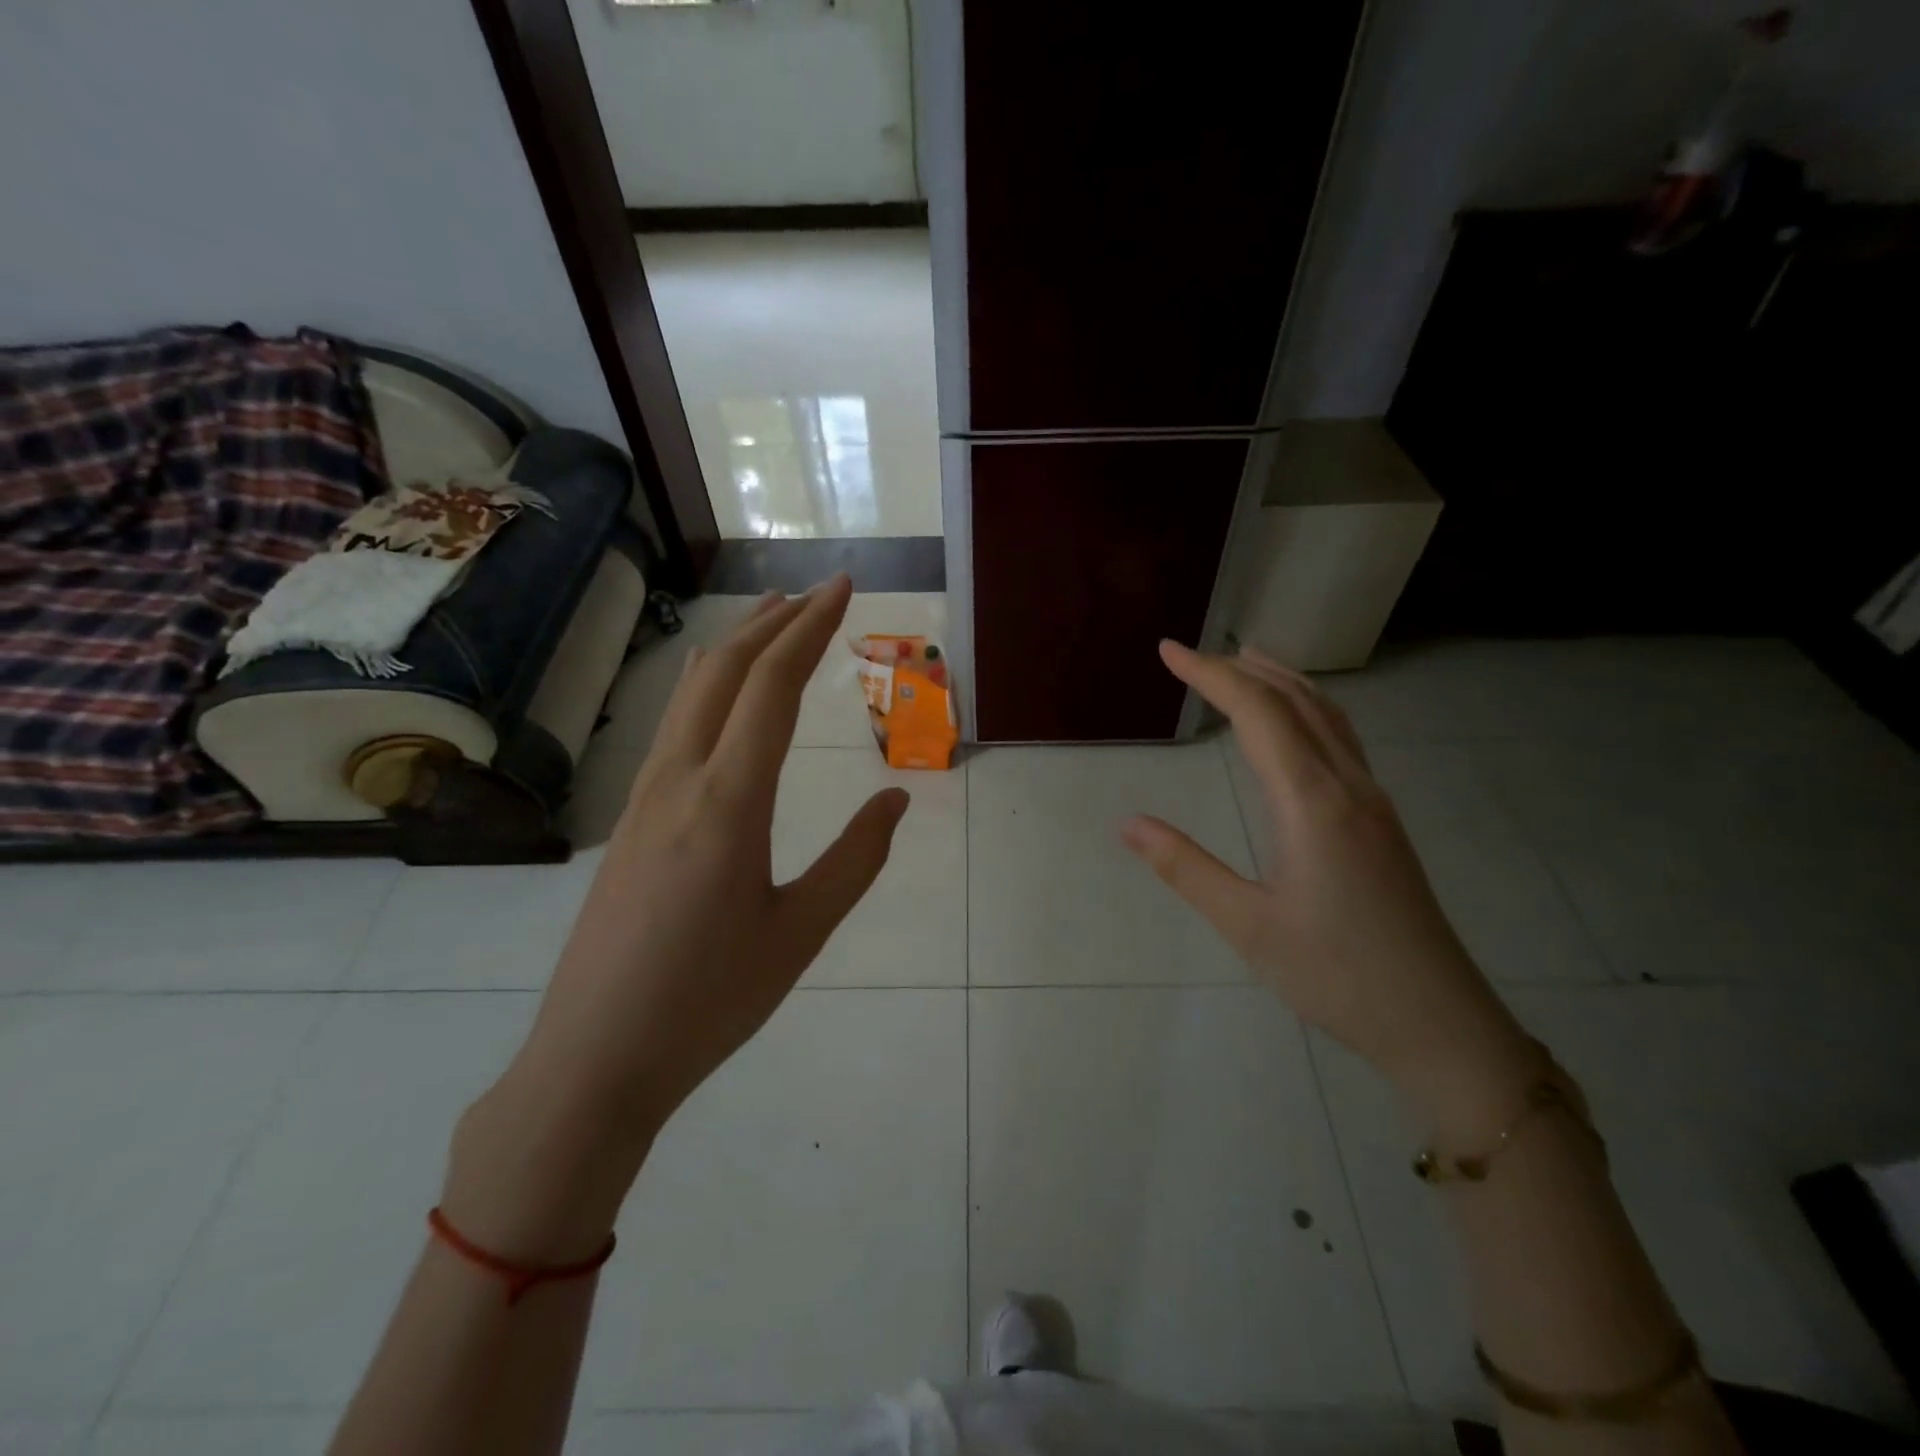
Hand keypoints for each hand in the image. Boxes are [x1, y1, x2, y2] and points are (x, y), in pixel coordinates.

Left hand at [446, 577, 907, 1255]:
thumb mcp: (800, 933)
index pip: (772, 687)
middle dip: (776, 622)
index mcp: (728, 803)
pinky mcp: (631, 817)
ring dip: (738, 646)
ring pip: (693, 692)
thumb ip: (856, 860)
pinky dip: (708, 684)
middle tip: (820, 593)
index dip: (811, 629)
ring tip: (774, 618)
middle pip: (726, 671)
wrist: (595, 1058)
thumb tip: (897, 799)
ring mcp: (645, 796)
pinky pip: (674, 725)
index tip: (844, 589)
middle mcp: (680, 780)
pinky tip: (717, 687)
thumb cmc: (709, 1001)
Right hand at [1121, 642, 1535, 1120]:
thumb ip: (1185, 867)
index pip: (1258, 713)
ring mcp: (1373, 801)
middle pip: (1296, 701)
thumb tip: (1128, 823)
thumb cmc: (1337, 975)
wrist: (1440, 1023)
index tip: (1168, 650)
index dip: (1210, 674)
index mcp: (1312, 803)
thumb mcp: (1247, 926)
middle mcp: (1348, 786)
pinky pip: (1342, 739)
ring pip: (1328, 715)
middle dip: (1241, 669)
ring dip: (1282, 680)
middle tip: (1192, 655)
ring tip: (1243, 664)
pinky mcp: (1382, 821)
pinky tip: (1292, 726)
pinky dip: (1307, 708)